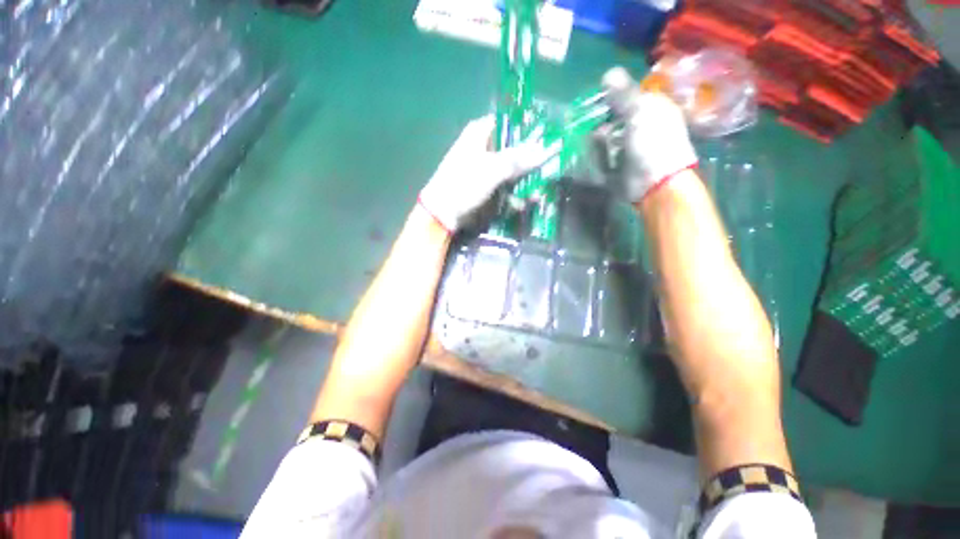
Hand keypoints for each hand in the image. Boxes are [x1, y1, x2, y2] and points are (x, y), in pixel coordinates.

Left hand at [418, 115, 555, 232]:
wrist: (443, 212)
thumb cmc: (464, 183)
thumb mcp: (493, 169)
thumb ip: (520, 160)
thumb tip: (548, 148)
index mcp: (481, 133)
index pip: (511, 123)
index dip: (530, 129)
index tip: (549, 137)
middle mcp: (485, 148)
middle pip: (514, 149)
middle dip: (532, 160)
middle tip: (552, 164)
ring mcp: (486, 170)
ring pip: (513, 171)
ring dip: (526, 181)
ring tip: (541, 190)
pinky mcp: (487, 188)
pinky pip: (506, 187)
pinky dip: (515, 195)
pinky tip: (526, 202)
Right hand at [602, 67, 698, 201]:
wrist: (654, 182)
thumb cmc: (653, 142)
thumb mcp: (639, 111)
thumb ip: (623, 93)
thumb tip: (608, 73)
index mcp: (651, 109)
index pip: (629, 97)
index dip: (613, 96)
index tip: (597, 99)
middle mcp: (641, 127)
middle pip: (615, 118)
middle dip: (601, 119)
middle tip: (588, 119)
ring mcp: (628, 148)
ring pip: (607, 138)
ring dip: (598, 138)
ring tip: (592, 138)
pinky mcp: (618, 165)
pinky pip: (603, 157)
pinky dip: (598, 155)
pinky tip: (596, 154)